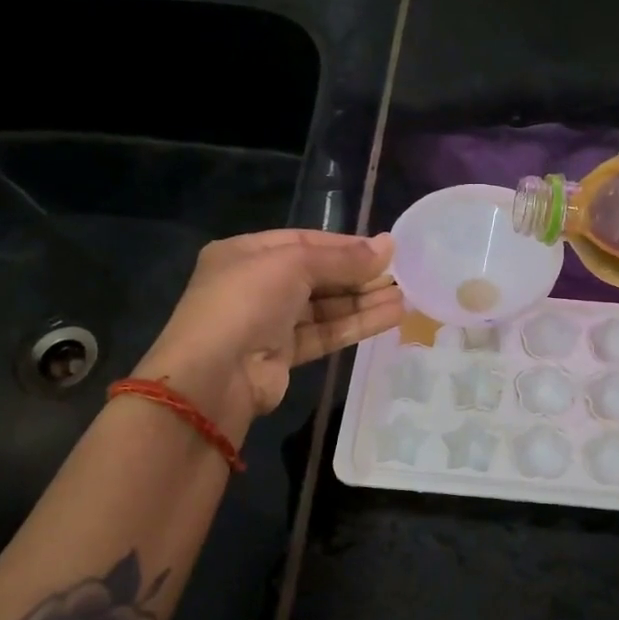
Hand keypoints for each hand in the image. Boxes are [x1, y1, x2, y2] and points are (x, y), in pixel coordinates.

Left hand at [136, 230, 402, 431]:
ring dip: (363, 301)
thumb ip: (342, 258)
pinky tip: (391, 317)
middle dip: (358, 275)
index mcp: (245, 253)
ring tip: (405, 297)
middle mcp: (255, 285)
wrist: (213, 377)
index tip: (385, 249)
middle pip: (317, 275)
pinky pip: (325, 333)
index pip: (304, 241)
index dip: (345, 245)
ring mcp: (269, 322)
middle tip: (401, 274)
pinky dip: (355, 324)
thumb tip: (388, 246)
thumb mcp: (293, 266)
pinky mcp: (283, 355)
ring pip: (324, 307)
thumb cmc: (246, 303)